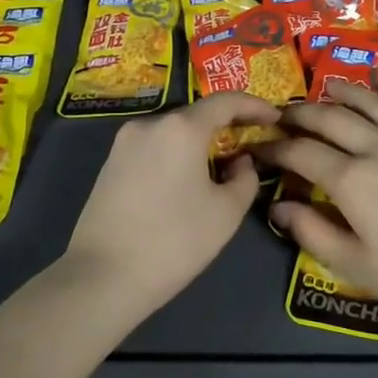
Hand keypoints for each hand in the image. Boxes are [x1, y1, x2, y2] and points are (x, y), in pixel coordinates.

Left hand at [64, 91, 280, 319]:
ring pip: (173, 132)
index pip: (225, 101)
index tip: (275, 118)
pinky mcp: (110, 164)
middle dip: (226, 126)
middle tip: (250, 145)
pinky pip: (153, 148)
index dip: (254, 106)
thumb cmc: (174, 241)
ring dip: (199, 143)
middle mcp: (150, 124)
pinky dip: (176, 155)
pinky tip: (186, 181)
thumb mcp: (226, 213)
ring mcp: (124, 143)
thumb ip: (245, 178)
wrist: (103, 276)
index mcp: (181, 128)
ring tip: (220, 167)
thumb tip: (240, 161)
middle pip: (197, 115)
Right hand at [263, 76, 377, 332]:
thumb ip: (312, 233)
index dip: (273, 148)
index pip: (300, 153)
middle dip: (300, 113)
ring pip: (370, 103)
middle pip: (330, 117)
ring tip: (326, 90)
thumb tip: (278, 207)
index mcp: (352, 180)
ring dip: (343, 92)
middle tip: (281, 117)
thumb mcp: (357, 266)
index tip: (257, 149)